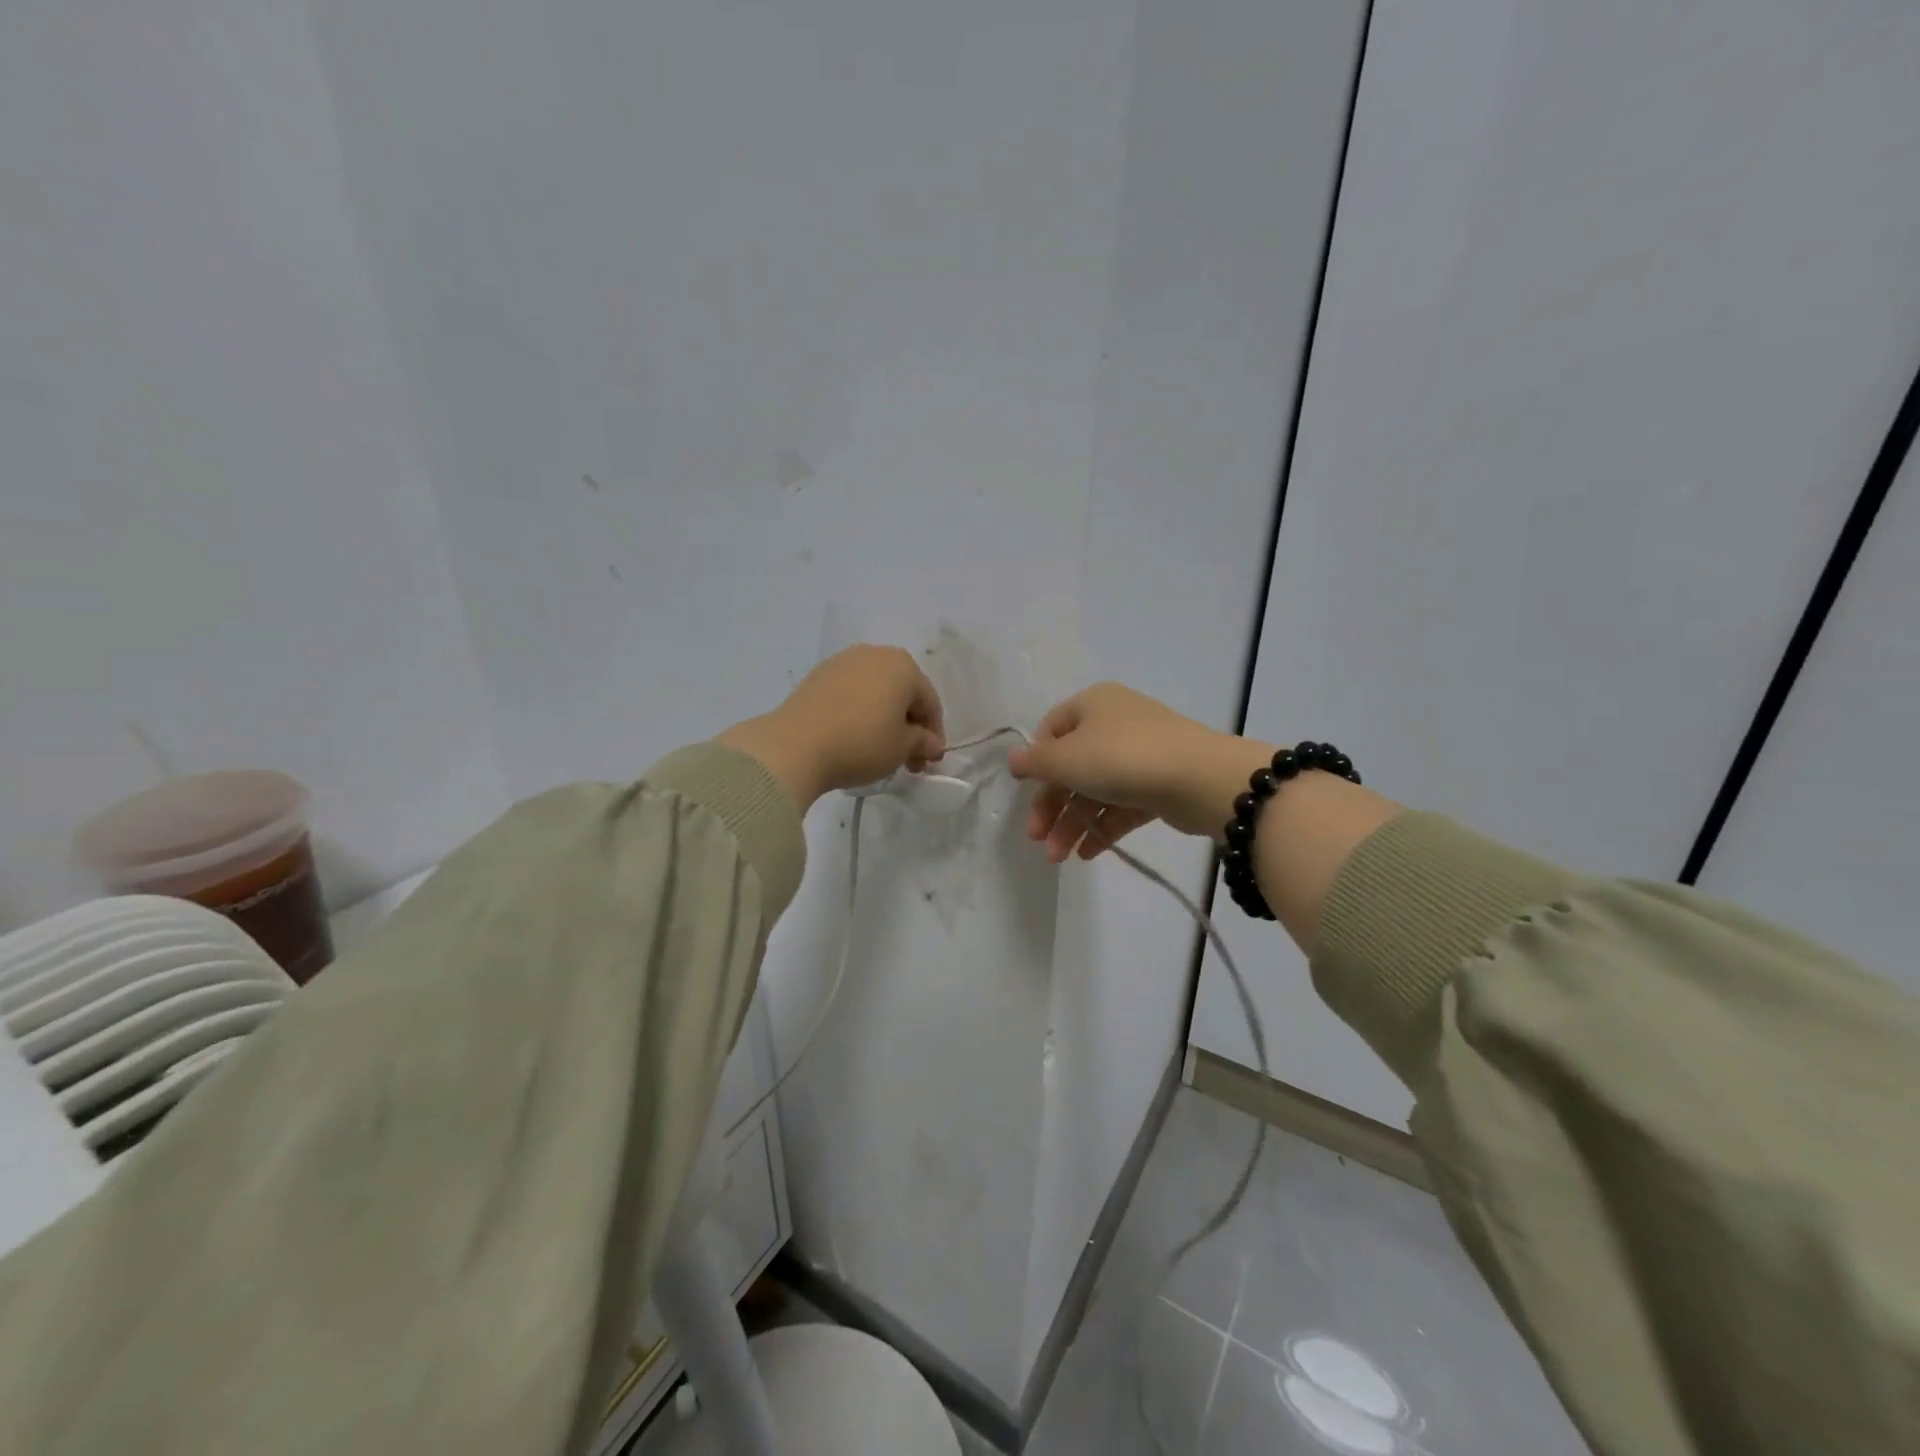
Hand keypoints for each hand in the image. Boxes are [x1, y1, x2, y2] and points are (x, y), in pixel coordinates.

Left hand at [719, 645, 946, 809]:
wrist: (795, 746)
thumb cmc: (861, 743)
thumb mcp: (901, 748)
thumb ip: (923, 742)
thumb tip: (931, 744)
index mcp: (903, 665)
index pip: (930, 703)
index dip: (934, 735)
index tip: (929, 762)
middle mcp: (875, 654)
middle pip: (903, 693)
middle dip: (909, 726)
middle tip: (908, 760)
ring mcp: (843, 661)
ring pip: (876, 692)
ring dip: (885, 719)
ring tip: (880, 750)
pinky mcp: (818, 675)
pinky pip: (851, 693)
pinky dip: (860, 712)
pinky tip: (854, 736)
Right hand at [1007, 682, 1269, 861]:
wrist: (1200, 779)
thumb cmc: (1122, 758)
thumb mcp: (1067, 758)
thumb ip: (1035, 762)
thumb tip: (1013, 758)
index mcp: (1093, 705)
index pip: (1052, 729)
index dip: (1036, 761)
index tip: (1026, 790)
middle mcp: (1116, 724)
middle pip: (1072, 766)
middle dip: (1052, 805)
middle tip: (1037, 838)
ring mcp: (1140, 756)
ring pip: (1096, 790)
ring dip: (1073, 823)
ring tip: (1059, 857)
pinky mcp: (1159, 785)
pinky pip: (1121, 806)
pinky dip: (1102, 827)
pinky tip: (1087, 853)